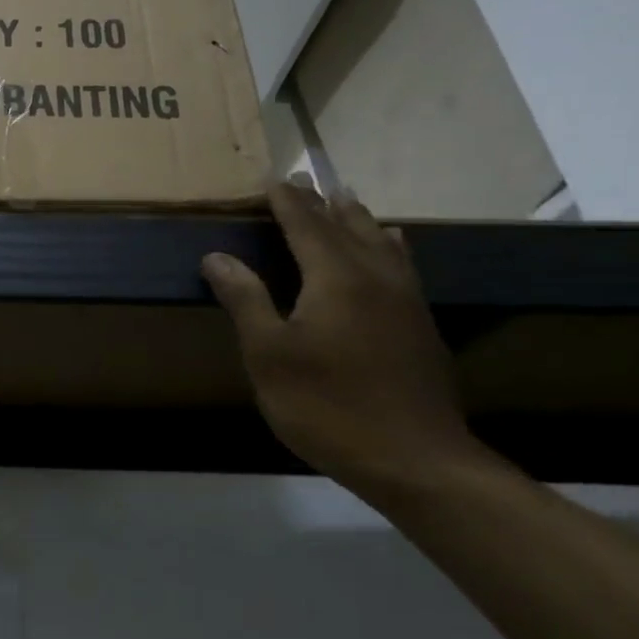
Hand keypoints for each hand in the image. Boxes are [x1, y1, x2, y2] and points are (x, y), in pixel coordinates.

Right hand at [201, 179, 483, 492]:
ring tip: (347, 199)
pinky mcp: (421, 326)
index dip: (288, 203)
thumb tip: (217, 257)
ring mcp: (406, 301)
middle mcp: (376, 278)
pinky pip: (402, 265)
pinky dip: (389, 245)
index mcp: (336, 279)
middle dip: (322, 203)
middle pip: (347, 228)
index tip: (273, 179)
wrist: (415, 459)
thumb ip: (246, 300)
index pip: (307, 227)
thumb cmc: (327, 406)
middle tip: (305, 181)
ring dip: (359, 218)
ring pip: (382, 243)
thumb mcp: (270, 355)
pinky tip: (394, 247)